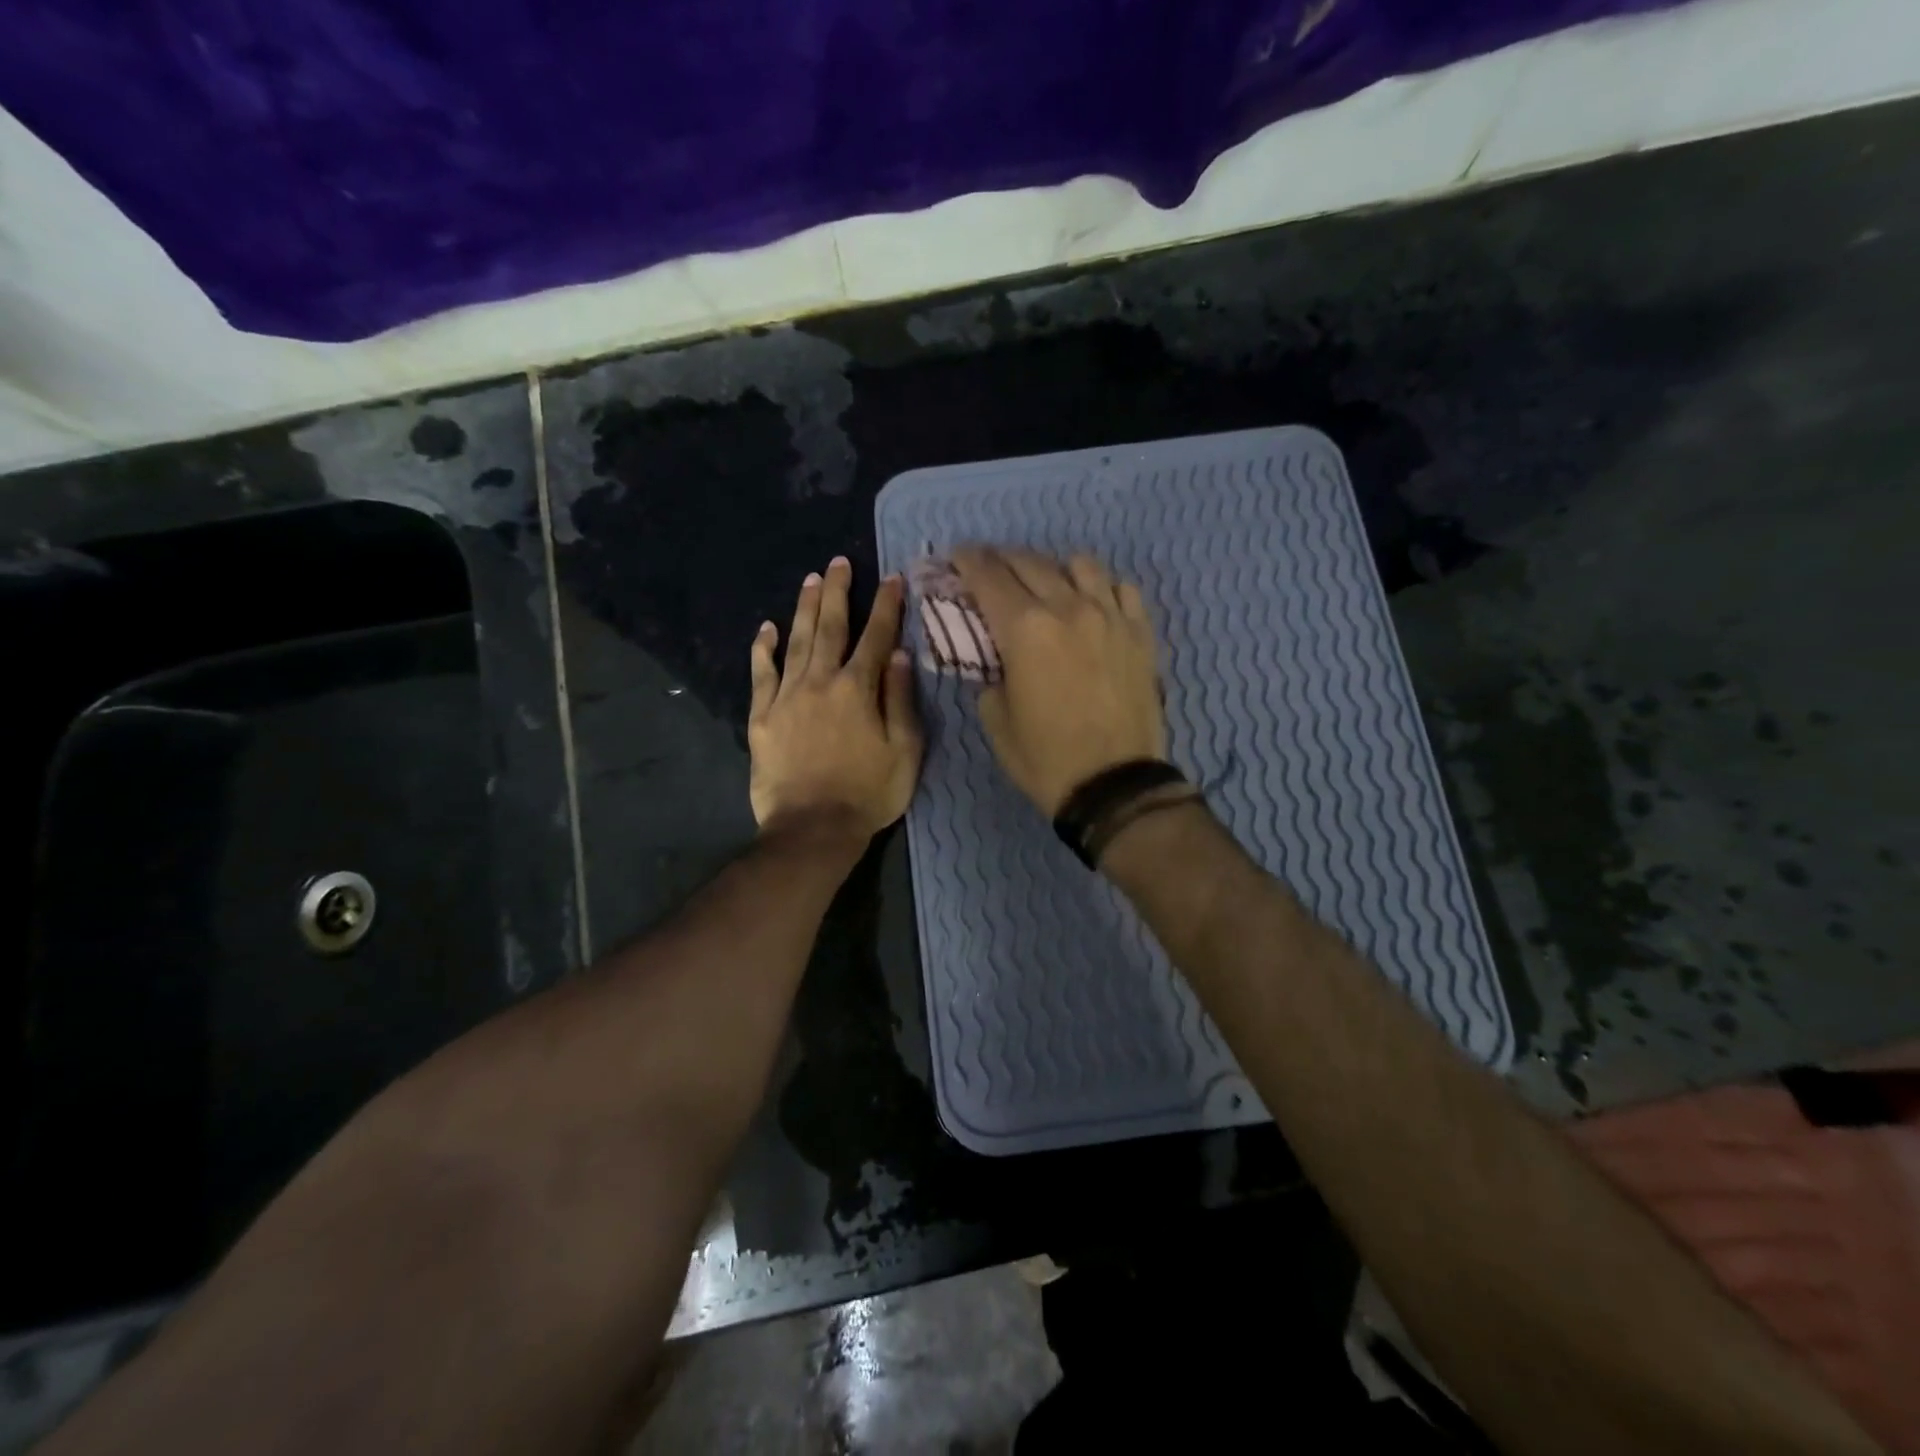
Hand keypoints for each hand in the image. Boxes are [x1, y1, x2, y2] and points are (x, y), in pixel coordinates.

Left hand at [749, 557, 922, 842]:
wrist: (812, 829)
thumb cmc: (869, 794)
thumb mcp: (905, 751)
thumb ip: (900, 699)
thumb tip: (898, 654)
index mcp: (859, 689)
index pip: (876, 636)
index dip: (886, 606)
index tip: (891, 578)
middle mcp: (821, 682)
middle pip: (830, 627)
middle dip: (837, 592)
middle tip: (838, 562)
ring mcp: (787, 697)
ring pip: (796, 641)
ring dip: (804, 608)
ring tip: (810, 580)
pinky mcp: (762, 717)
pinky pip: (761, 673)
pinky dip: (762, 648)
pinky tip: (764, 628)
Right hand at [952, 547, 1165, 814]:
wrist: (1115, 785)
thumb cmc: (1045, 758)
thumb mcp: (996, 720)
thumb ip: (989, 676)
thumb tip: (997, 659)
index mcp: (1025, 629)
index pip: (988, 576)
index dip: (967, 562)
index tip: (957, 557)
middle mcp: (1068, 608)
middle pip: (1029, 562)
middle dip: (1002, 558)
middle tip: (989, 568)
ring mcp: (1111, 616)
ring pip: (1080, 564)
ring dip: (1054, 568)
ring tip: (1046, 584)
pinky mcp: (1140, 633)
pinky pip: (1122, 589)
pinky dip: (1101, 588)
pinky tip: (1093, 603)